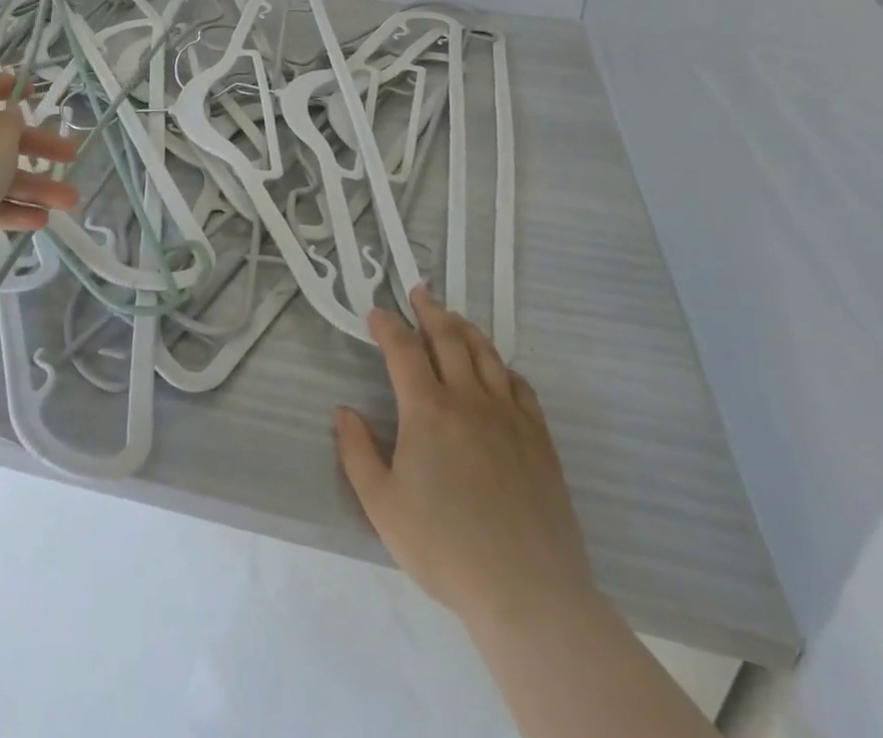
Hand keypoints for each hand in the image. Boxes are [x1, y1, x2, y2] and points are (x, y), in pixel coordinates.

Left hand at [0, 71, 79, 233]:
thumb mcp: (2, 132)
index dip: (6, 85)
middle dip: (41, 150)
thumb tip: (8, 119)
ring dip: (35, 187)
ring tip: (69, 202)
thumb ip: (12, 121)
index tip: (34, 94)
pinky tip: (41, 221)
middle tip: (72, 156)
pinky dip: (12, 209)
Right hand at [335, 286, 598, 635]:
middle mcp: (469, 398)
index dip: (387, 325)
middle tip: (419, 293)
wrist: (528, 591)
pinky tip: (496, 369)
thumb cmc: (445, 548)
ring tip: (453, 317)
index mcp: (428, 409)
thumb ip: (357, 453)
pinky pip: (518, 384)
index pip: (403, 349)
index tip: (375, 313)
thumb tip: (344, 411)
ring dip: (465, 328)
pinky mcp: (539, 437)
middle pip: (448, 337)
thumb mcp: (383, 506)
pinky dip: (501, 365)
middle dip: (429, 310)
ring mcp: (509, 414)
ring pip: (486, 353)